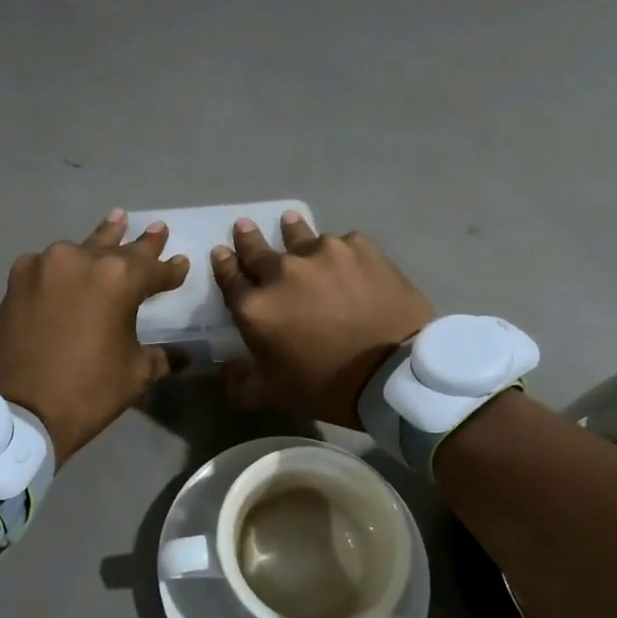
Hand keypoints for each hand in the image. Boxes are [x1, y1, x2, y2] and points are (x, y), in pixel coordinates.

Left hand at [0, 209, 189, 466]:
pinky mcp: (15, 281)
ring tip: (117, 220)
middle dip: (140, 243)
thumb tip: (183, 354)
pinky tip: (68, 265)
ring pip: (81, 249)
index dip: (170, 270)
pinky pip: (48, 265)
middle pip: (118, 248)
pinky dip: (63, 266)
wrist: (15, 411)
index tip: (181, 264)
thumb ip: (160, 356)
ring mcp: (43, 266)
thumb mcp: (135, 375)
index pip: (154, 269)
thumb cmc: (87, 392)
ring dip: (101, 241)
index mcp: (117, 279)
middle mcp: (80, 260)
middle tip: (157, 228)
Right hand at [213, 214, 434, 428]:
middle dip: (248, 238)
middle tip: (244, 226)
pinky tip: (344, 257)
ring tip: (290, 222)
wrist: (394, 372)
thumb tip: (229, 370)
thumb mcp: (275, 394)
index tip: (221, 252)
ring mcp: (323, 253)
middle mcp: (283, 271)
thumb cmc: (328, 386)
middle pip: (257, 249)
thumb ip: (243, 383)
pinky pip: (342, 244)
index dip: (223, 264)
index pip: (229, 277)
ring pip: (300, 236)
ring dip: (291, 232)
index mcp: (256, 307)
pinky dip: (338, 251)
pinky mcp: (360, 247)